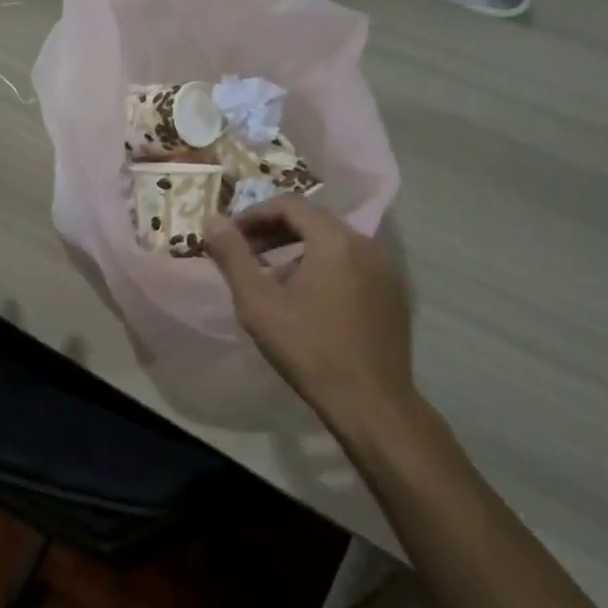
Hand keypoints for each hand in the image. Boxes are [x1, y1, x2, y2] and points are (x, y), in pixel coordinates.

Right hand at [205, 195, 415, 431]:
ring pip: (334, 244)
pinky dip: (324, 268)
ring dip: (298, 250)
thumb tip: (212, 221)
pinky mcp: (394, 294)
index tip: (230, 235)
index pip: (289, 204)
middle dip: (274, 231)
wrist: (371, 402)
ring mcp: (386, 269)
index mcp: (334, 239)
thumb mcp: (258, 302)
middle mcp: (366, 244)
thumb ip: (233, 256)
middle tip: (245, 252)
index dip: (254, 214)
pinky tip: (307, 299)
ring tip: (271, 277)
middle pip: (313, 220)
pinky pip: (352, 265)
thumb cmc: (308, 348)